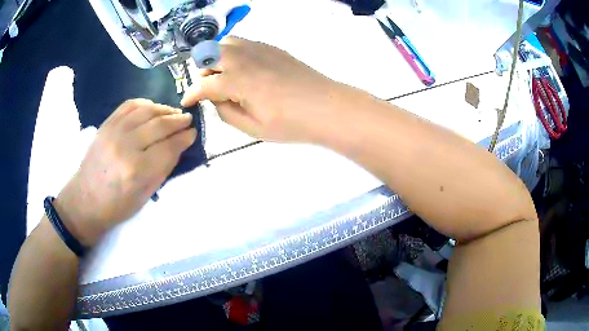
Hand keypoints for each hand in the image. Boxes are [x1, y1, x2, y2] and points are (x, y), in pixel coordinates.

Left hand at [54, 99, 195, 245]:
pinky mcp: (106, 125)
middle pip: (159, 125)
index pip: (168, 147)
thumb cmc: (117, 206)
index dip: (184, 138)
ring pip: (145, 110)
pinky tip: (153, 108)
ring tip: (173, 113)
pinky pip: (129, 105)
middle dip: (178, 120)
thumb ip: (163, 169)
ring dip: (163, 109)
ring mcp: (113, 132)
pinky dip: (144, 103)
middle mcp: (125, 146)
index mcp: (137, 170)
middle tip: (188, 120)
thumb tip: (179, 147)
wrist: (85, 200)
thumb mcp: (145, 195)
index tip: (193, 134)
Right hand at [181, 37, 347, 142]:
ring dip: (216, 57)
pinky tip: (243, 67)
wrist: (327, 107)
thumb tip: (215, 99)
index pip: (203, 85)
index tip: (187, 102)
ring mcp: (259, 48)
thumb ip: (226, 112)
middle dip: (202, 72)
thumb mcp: (253, 128)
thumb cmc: (291, 123)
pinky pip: (243, 42)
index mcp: (237, 80)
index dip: (190, 95)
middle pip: (208, 55)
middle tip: (209, 89)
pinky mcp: (271, 47)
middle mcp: (243, 58)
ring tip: (224, 75)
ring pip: (225, 43)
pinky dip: (233, 52)